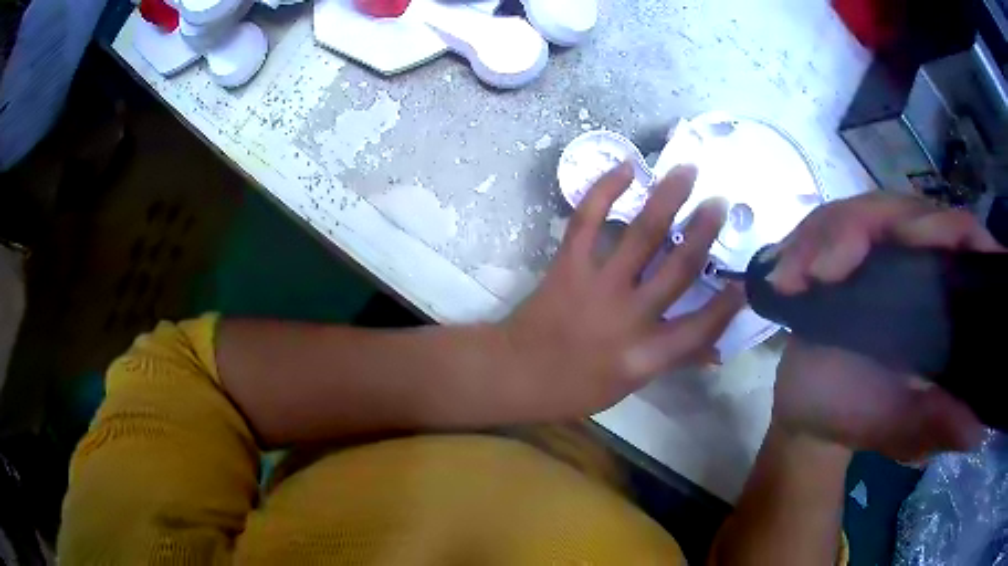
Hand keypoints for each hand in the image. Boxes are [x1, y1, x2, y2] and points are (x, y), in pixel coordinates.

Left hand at [501, 162, 744, 417]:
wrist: (515, 373)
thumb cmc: (574, 388)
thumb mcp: (630, 385)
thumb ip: (674, 362)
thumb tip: (716, 353)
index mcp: (647, 354)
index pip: (700, 327)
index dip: (727, 304)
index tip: (746, 279)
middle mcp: (630, 316)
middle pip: (679, 269)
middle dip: (704, 233)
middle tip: (720, 202)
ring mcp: (598, 286)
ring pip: (641, 236)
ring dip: (667, 199)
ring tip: (686, 170)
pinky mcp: (569, 265)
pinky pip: (588, 220)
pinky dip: (605, 190)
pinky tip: (626, 167)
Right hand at [768, 192, 1000, 460]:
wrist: (808, 410)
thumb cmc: (859, 418)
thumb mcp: (901, 431)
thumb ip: (935, 426)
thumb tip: (976, 430)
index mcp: (947, 301)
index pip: (963, 240)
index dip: (951, 229)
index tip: (916, 243)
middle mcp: (923, 263)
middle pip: (910, 210)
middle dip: (868, 228)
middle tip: (828, 268)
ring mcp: (883, 249)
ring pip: (865, 209)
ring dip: (827, 237)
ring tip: (795, 278)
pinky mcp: (847, 247)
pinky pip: (829, 223)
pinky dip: (804, 244)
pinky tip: (784, 276)